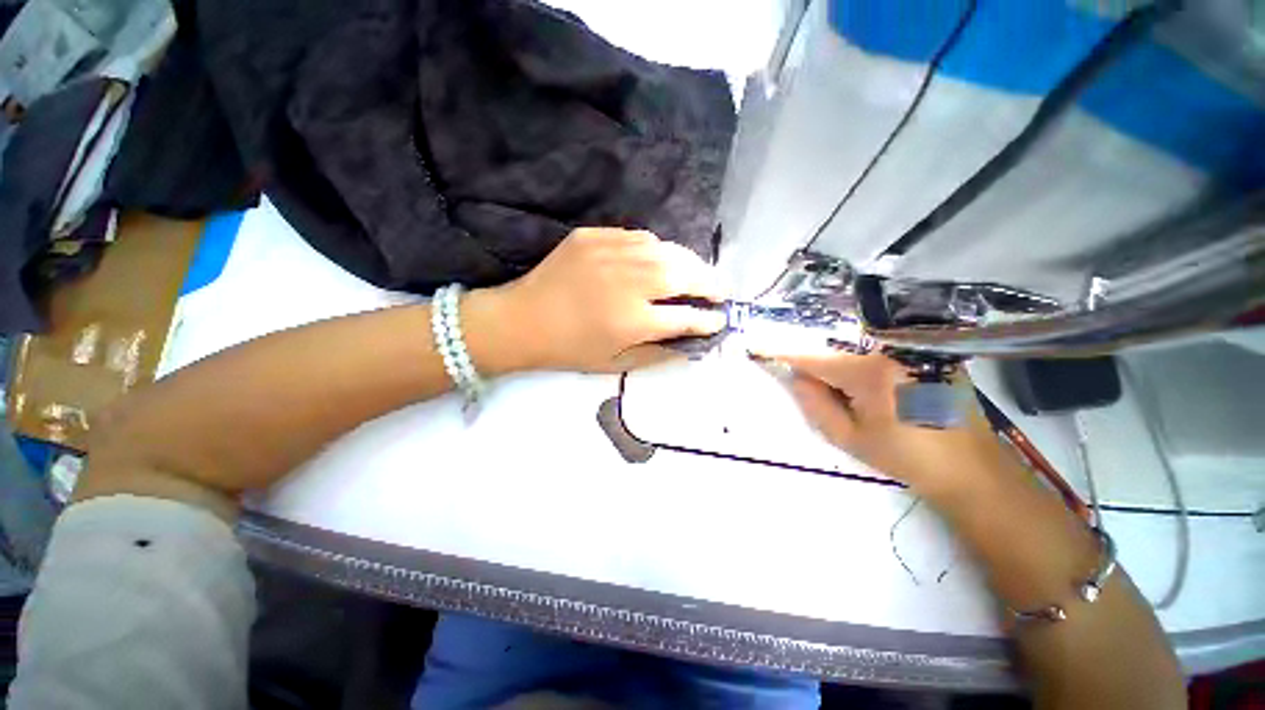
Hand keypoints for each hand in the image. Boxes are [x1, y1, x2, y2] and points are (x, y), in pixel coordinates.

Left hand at [483, 228, 728, 372]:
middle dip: (710, 284)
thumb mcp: (615, 364)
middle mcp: (627, 283)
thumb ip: (658, 354)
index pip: (685, 318)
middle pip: (684, 276)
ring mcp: (609, 253)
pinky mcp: (594, 236)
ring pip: (666, 251)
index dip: (708, 320)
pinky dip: (658, 250)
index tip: (721, 320)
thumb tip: (690, 344)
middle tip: (721, 291)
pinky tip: (660, 260)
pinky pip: (639, 238)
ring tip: (699, 274)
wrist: (522, 320)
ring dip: (689, 263)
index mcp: (632, 322)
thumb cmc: (569, 349)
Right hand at [770, 350, 1013, 498]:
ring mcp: (912, 348)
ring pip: (856, 346)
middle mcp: (890, 349)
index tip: (759, 346)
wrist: (971, 469)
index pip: (812, 356)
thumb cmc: (907, 457)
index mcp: (868, 372)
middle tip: (816, 384)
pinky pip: (879, 348)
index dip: (782, 351)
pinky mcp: (926, 352)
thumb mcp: (849, 438)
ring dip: (840, 362)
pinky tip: (872, 386)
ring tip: (850, 392)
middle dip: (816, 361)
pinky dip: (862, 361)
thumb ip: (814, 404)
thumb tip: (796, 376)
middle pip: (835, 346)